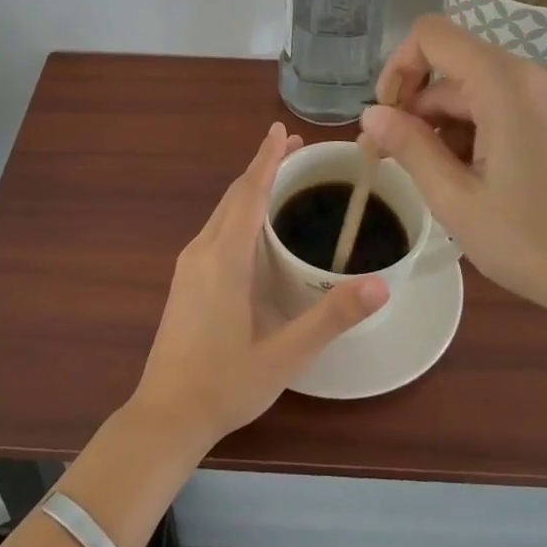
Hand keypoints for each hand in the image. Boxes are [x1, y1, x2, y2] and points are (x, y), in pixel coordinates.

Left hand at [130, 122, 388, 451]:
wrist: (165, 416)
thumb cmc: (226, 384)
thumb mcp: (285, 354)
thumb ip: (331, 317)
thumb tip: (381, 285)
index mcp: (224, 258)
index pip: (249, 193)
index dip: (267, 159)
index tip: (282, 129)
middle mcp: (202, 250)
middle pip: (234, 195)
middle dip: (262, 167)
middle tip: (295, 148)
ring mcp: (189, 266)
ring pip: (222, 212)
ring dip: (249, 189)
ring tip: (280, 178)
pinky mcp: (185, 281)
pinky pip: (215, 230)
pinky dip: (238, 212)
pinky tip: (254, 227)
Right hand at [360, 16, 546, 333]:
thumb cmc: (538, 246)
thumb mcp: (457, 201)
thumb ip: (409, 147)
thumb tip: (370, 115)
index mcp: (508, 83)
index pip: (432, 36)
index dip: (398, 69)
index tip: (387, 120)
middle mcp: (538, 72)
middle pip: (455, 70)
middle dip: (421, 111)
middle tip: (399, 165)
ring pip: (481, 89)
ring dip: (451, 127)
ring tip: (449, 185)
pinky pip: (510, 102)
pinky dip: (483, 129)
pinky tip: (483, 178)